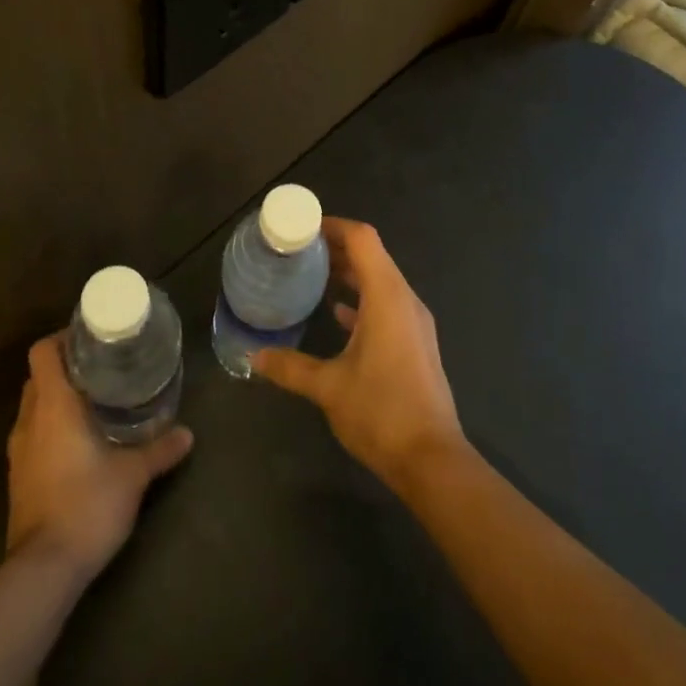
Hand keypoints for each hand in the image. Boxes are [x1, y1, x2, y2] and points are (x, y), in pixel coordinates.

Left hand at [5, 336, 192, 579]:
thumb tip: (188, 433)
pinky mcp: (18, 479)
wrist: (43, 571)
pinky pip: (32, 436)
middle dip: (65, 368)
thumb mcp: (133, 475)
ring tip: (93, 402)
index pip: (42, 352)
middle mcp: (29, 421)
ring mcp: (19, 452)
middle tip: (100, 369)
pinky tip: (79, 443)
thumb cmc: (87, 505)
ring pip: (33, 408)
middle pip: (37, 377)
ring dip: (56, 400)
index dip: (61, 339)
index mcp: (53, 405)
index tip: (89, 340)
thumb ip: (160, 449)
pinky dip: (50, 429)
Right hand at [252, 218, 463, 492]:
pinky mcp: (416, 342)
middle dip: (337, 247)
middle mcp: (405, 299)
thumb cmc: (381, 412)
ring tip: (313, 275)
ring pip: (380, 280)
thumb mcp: (328, 387)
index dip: (333, 225)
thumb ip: (290, 367)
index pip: (362, 239)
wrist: (432, 460)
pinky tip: (337, 313)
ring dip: (350, 273)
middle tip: (299, 250)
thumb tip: (253, 358)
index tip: (302, 228)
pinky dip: (362, 299)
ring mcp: (414, 321)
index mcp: (387, 296)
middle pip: (372, 255)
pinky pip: (387, 304)